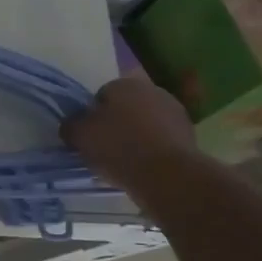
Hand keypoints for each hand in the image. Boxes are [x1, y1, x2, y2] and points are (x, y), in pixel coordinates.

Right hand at [60, 75, 199, 192]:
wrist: (168, 176)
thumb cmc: (118, 147)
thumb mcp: (79, 135)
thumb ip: (71, 125)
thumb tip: (72, 125)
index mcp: (125, 83)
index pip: (101, 95)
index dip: (92, 115)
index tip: (89, 135)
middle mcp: (153, 91)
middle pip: (126, 108)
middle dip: (116, 123)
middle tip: (105, 148)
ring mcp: (176, 114)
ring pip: (146, 124)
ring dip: (136, 137)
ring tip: (124, 162)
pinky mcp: (190, 137)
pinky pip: (161, 141)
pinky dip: (153, 151)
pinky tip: (144, 168)